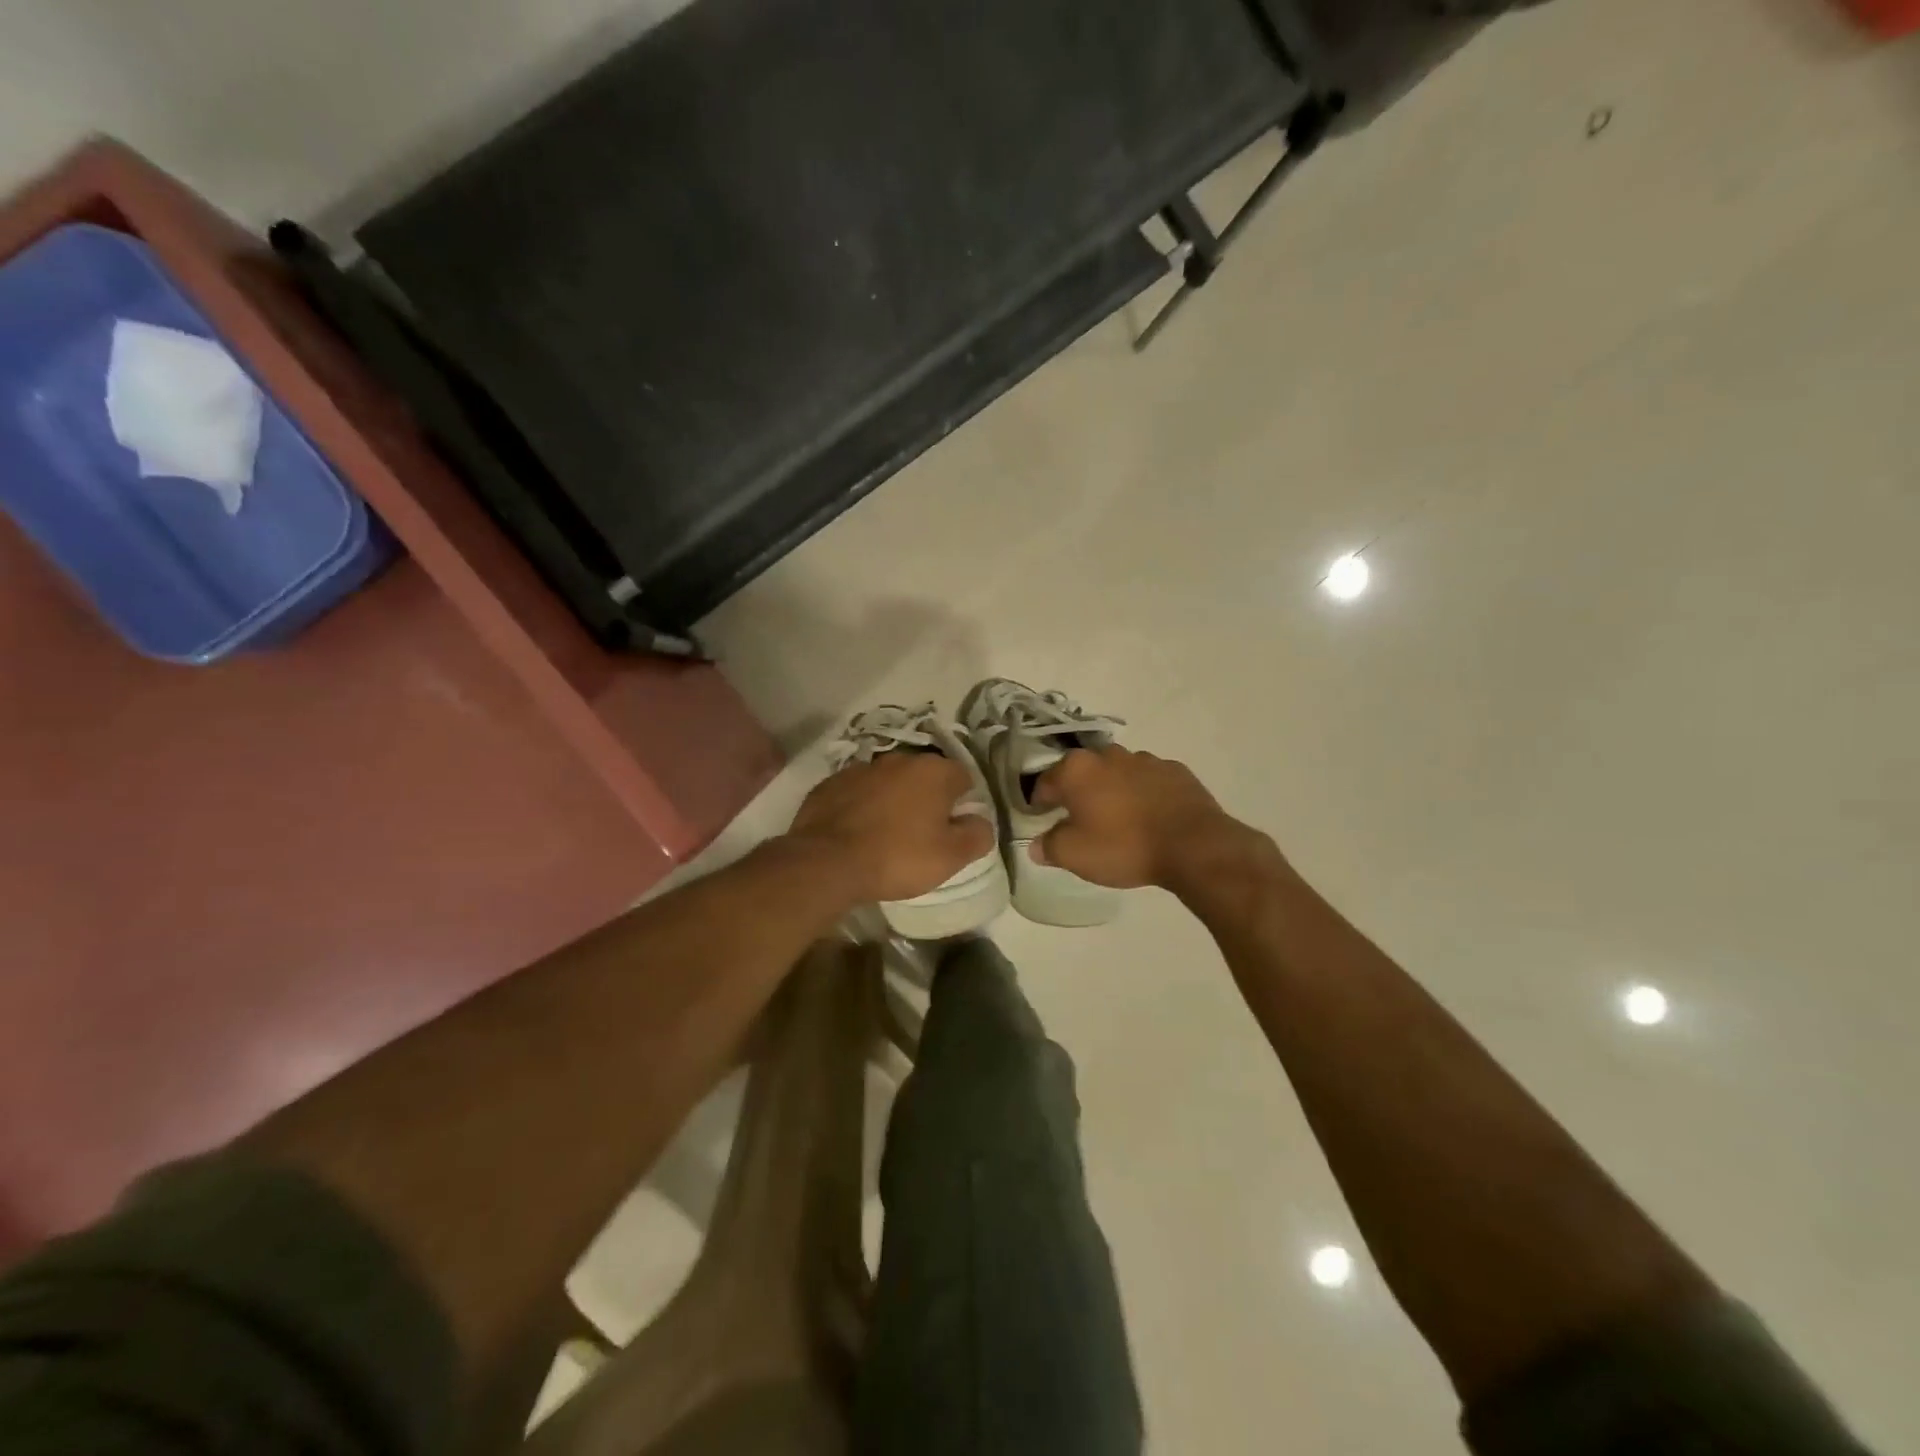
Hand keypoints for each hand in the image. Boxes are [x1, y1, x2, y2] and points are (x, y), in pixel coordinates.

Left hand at [788, 753, 995, 904]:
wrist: (827, 862)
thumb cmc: (898, 857)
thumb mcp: (951, 856)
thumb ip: (977, 834)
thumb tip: (981, 821)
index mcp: (933, 771)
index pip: (963, 777)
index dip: (963, 802)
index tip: (954, 828)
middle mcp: (899, 759)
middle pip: (924, 776)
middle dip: (927, 798)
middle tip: (923, 833)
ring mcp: (861, 768)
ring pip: (889, 782)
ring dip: (893, 800)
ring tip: (887, 835)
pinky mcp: (831, 783)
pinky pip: (857, 792)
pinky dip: (862, 806)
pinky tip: (858, 833)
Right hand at [1031, 746, 1263, 891]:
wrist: (1193, 845)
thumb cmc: (1124, 847)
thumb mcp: (1075, 856)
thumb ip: (1049, 847)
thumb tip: (1037, 844)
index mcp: (1077, 770)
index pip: (1045, 782)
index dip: (1039, 802)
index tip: (1042, 819)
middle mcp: (1108, 755)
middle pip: (1082, 773)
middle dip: (1078, 793)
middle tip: (1080, 821)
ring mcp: (1145, 760)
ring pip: (1117, 773)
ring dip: (1112, 791)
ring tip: (1119, 821)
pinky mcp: (1176, 771)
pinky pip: (1149, 781)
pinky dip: (1143, 794)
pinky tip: (1150, 818)